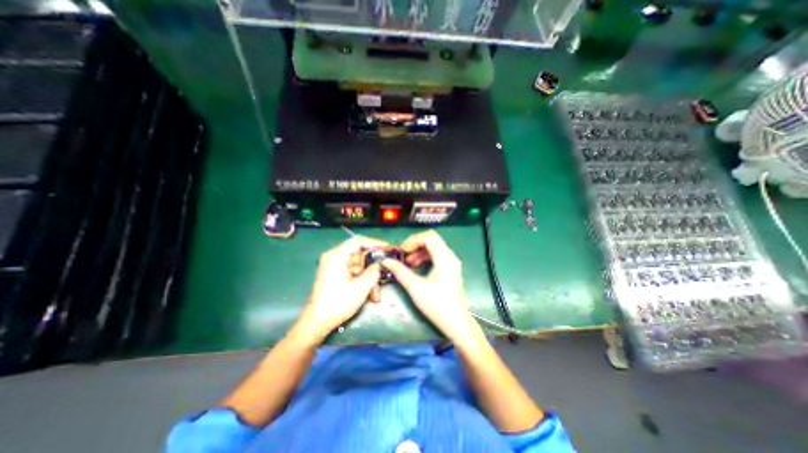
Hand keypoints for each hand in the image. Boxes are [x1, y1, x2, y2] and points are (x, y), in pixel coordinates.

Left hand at [294, 235, 387, 341]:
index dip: (374, 243)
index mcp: (336, 256)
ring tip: (374, 294)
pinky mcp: (335, 275)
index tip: (387, 248)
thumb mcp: (361, 287)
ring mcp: (334, 266)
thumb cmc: (337, 303)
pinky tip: (368, 293)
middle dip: (372, 268)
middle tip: (382, 277)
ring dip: (368, 278)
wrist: (317, 322)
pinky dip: (361, 281)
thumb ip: (373, 272)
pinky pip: (353, 273)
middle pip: (359, 255)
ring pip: (358, 266)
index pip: (358, 241)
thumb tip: (380, 263)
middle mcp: (334, 258)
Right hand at [383, 232, 474, 341]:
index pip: (429, 237)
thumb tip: (386, 261)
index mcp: (444, 258)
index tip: (402, 250)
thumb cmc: (437, 305)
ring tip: (407, 263)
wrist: (456, 323)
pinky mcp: (450, 269)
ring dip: (419, 252)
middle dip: (415, 245)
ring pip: (434, 248)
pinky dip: (425, 258)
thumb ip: (400, 272)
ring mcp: (451, 263)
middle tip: (403, 255)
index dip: (413, 240)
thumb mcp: (415, 287)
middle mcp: (450, 256)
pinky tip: (416, 267)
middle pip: (431, 240)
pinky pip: (436, 256)